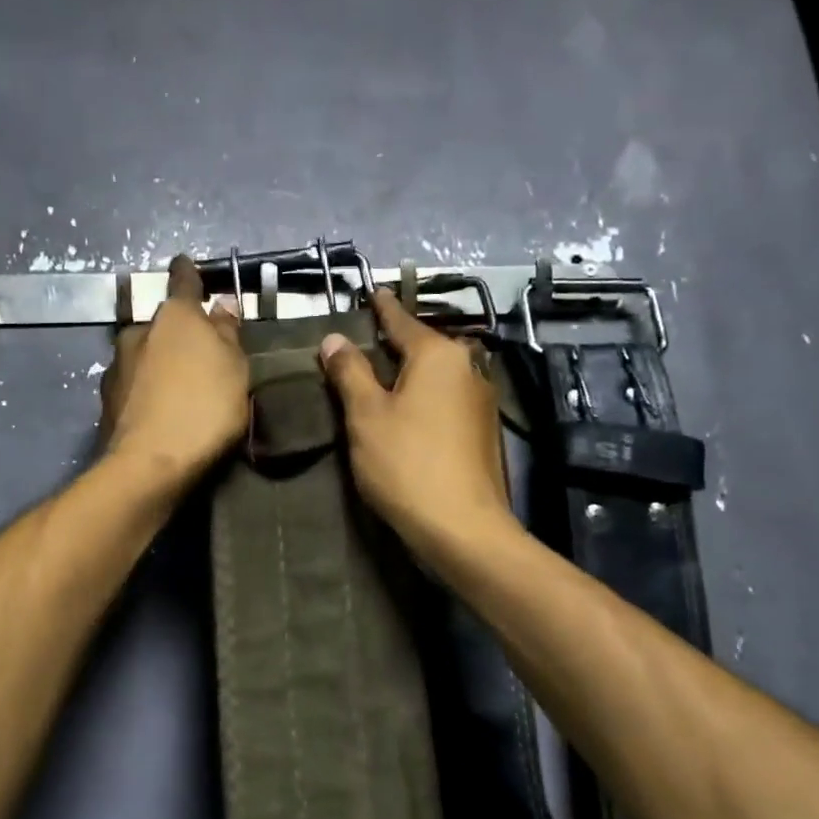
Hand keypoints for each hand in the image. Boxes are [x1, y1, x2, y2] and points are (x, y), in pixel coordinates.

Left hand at [101, 255, 247, 489]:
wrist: (150, 463)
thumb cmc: (205, 408)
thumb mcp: (234, 369)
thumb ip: (227, 333)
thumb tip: (222, 304)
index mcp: (175, 316)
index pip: (183, 280)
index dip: (188, 272)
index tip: (186, 263)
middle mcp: (139, 331)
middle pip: (162, 324)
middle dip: (177, 333)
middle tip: (197, 356)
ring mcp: (117, 365)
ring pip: (144, 354)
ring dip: (158, 362)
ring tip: (178, 389)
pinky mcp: (106, 398)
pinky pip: (133, 384)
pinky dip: (145, 390)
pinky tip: (158, 410)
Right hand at [319, 289, 517, 565]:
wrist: (462, 527)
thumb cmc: (406, 463)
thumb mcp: (366, 415)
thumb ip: (350, 372)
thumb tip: (334, 339)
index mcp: (439, 355)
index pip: (401, 320)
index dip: (382, 308)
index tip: (372, 291)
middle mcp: (467, 367)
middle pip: (424, 346)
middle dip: (395, 343)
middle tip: (364, 341)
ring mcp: (481, 400)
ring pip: (437, 374)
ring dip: (410, 373)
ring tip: (380, 377)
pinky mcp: (483, 430)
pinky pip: (446, 398)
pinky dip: (424, 396)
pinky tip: (406, 411)